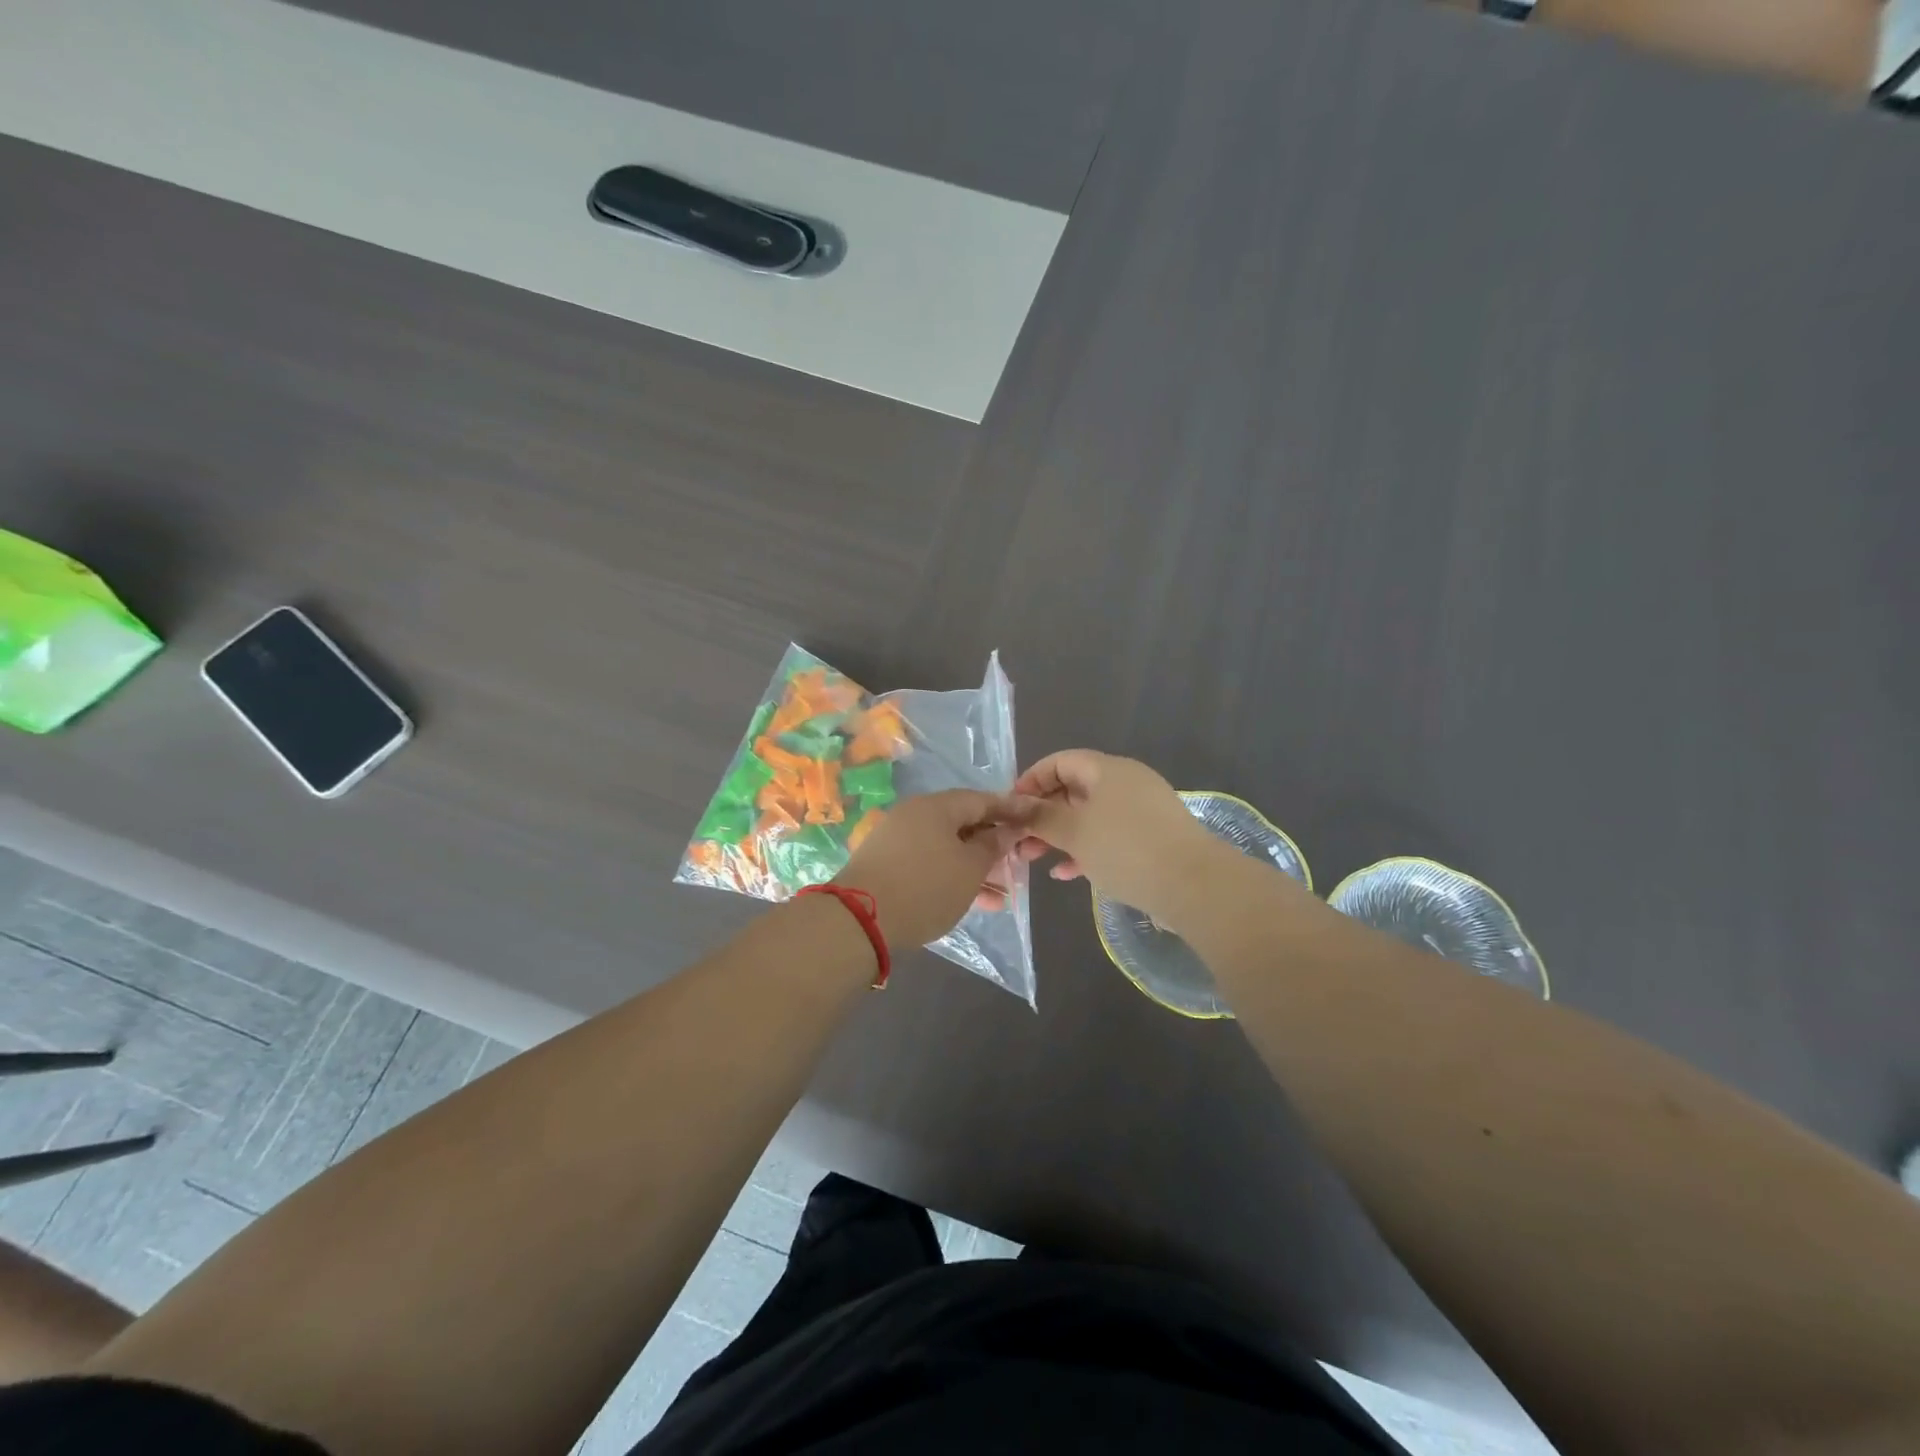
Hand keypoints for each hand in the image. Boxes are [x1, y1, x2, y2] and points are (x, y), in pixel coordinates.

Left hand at [835, 790, 1028, 948]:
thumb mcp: (970, 868)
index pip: (981, 799)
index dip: (1010, 809)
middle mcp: (914, 815)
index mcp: (936, 806)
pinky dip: (953, 878)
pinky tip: (976, 903)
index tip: (1033, 819)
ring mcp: (897, 841)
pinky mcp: (887, 866)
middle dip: (993, 845)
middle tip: (1019, 862)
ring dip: (976, 868)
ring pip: (947, 849)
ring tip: (1003, 893)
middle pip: (963, 824)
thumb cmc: (926, 886)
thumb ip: (993, 846)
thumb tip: (1006, 830)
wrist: (859, 920)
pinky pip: (930, 865)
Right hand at [1013, 750, 1224, 925]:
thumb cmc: (1126, 849)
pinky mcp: (1153, 838)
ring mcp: (1142, 811)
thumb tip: (1013, 805)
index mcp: (1107, 770)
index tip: (1010, 807)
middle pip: (1074, 789)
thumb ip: (1040, 817)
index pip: (1060, 762)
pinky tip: (1067, 873)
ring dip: (1060, 835)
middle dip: (1042, 814)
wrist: (1195, 885)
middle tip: (1017, 840)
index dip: (1031, 780)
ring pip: (1090, 816)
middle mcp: (1126, 783)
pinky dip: (1086, 849)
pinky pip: (1110, 836)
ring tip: (1033, 859)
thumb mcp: (1074, 832)